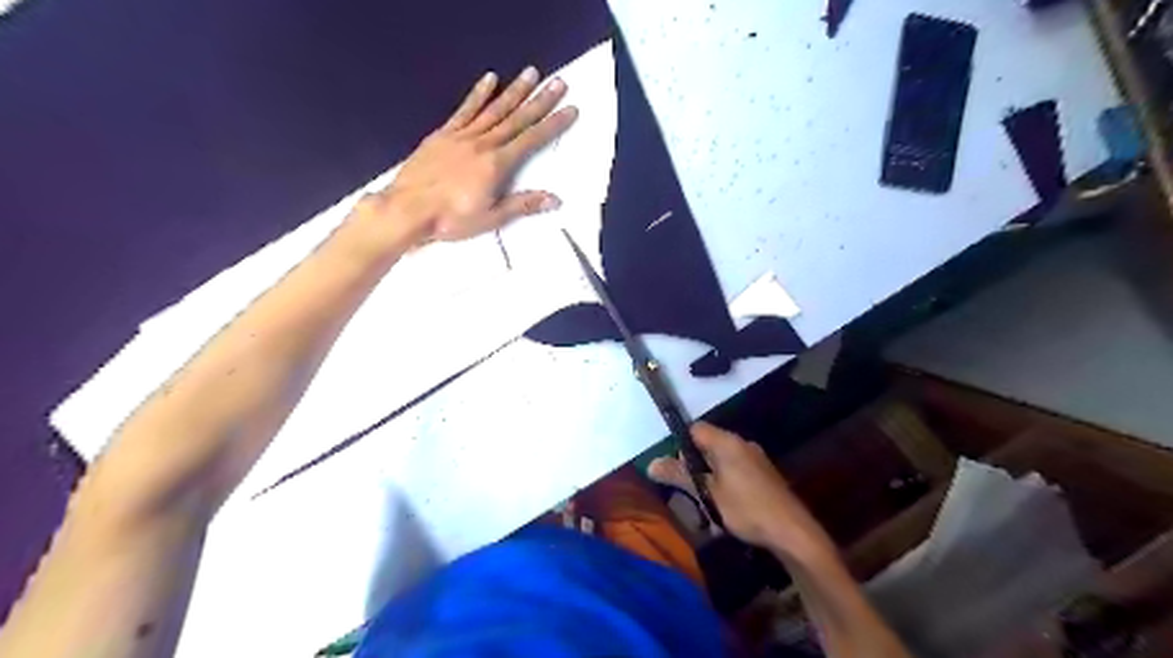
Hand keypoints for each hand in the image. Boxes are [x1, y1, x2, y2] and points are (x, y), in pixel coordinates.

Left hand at [356, 68, 579, 248]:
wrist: (407, 209)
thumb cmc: (451, 219)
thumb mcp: (491, 218)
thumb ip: (523, 205)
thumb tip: (555, 199)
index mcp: (497, 164)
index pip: (531, 140)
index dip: (553, 124)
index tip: (570, 109)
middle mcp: (483, 143)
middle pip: (516, 118)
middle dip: (540, 100)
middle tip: (558, 82)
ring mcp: (462, 136)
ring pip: (494, 109)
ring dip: (514, 91)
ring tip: (531, 73)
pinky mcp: (443, 134)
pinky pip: (464, 110)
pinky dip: (478, 94)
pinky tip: (490, 80)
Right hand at [652, 423, 833, 556]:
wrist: (793, 532)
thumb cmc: (746, 509)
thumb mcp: (707, 494)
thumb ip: (680, 476)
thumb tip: (650, 463)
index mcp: (728, 442)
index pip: (696, 429)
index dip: (681, 445)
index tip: (677, 470)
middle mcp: (743, 444)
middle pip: (708, 445)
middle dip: (695, 466)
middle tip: (689, 491)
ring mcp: (756, 459)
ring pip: (722, 461)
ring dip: (710, 478)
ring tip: (706, 504)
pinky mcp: (765, 475)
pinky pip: (736, 471)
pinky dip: (726, 484)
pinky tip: (727, 508)